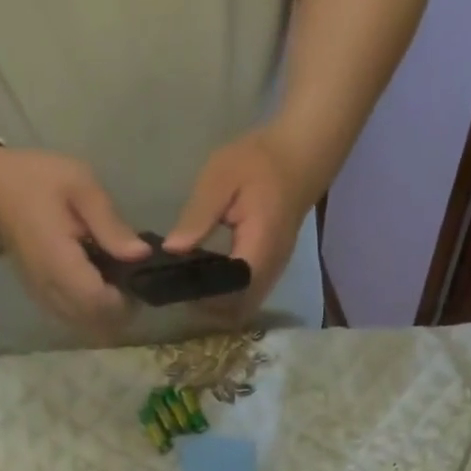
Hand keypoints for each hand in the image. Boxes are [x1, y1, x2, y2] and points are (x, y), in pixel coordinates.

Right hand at [0, 145, 149, 341]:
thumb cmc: (36, 180)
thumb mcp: (80, 185)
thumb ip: (110, 223)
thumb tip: (142, 255)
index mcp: (60, 262)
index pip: (99, 303)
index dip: (125, 299)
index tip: (137, 278)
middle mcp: (51, 290)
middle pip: (96, 323)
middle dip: (121, 309)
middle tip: (132, 279)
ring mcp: (45, 299)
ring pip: (86, 326)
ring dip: (107, 313)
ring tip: (116, 281)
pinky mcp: (44, 300)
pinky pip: (75, 319)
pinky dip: (92, 311)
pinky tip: (97, 285)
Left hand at [163, 125, 322, 324]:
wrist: (299, 158)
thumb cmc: (260, 161)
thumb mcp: (220, 177)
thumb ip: (198, 216)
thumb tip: (171, 250)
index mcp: (257, 249)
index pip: (227, 291)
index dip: (201, 295)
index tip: (176, 284)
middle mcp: (267, 272)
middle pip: (235, 311)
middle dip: (206, 307)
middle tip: (179, 287)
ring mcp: (271, 277)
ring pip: (242, 311)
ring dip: (216, 307)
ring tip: (190, 286)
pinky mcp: (269, 275)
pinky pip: (246, 300)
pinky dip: (226, 300)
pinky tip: (207, 281)